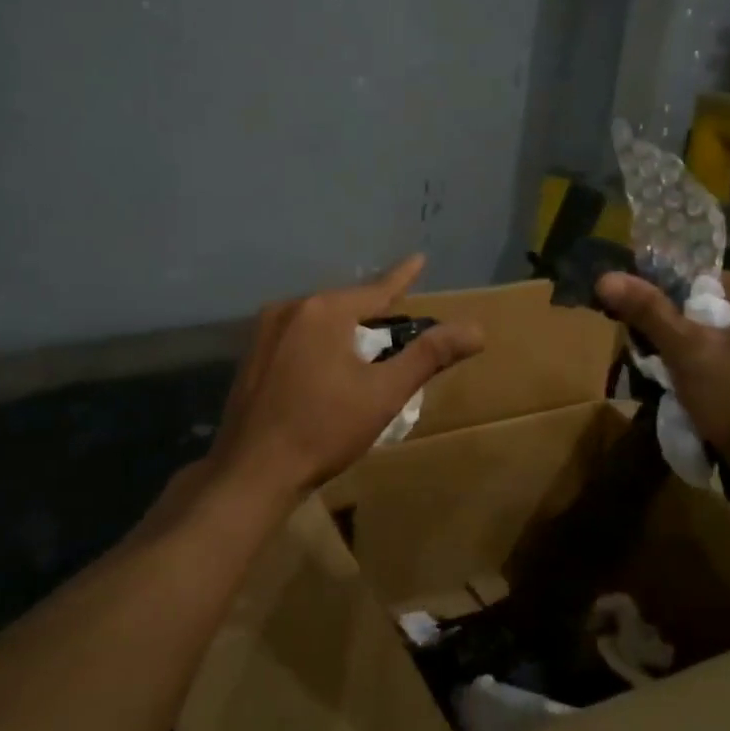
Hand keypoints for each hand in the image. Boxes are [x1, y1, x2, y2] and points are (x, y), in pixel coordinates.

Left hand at [209, 255, 484, 500]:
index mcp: (324, 310)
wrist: (253, 472)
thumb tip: (477, 329)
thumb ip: (429, 356)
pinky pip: (297, 336)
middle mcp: (290, 308)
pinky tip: (326, 367)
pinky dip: (320, 343)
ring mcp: (264, 331)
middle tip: (398, 323)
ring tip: (367, 349)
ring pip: (319, 320)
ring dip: (345, 330)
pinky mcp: (252, 355)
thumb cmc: (324, 429)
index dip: (403, 277)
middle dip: (373, 313)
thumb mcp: (384, 393)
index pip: (376, 290)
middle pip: (346, 305)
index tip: (419, 258)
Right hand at [596, 270, 729, 473]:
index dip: (671, 301)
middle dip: (686, 333)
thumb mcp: (687, 352)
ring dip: (703, 357)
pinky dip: (725, 376)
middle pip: (720, 313)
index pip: (707, 282)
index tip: (649, 328)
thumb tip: (607, 278)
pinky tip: (708, 399)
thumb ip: (649, 311)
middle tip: (659, 358)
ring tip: (678, 382)